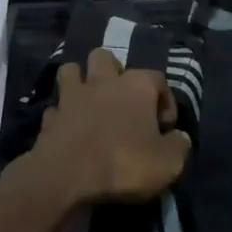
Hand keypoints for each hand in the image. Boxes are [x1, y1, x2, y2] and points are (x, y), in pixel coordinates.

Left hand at [27, 49, 191, 206]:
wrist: (67, 175)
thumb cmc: (123, 163)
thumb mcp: (168, 164)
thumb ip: (179, 146)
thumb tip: (180, 137)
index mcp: (136, 86)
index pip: (157, 78)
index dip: (165, 101)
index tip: (165, 128)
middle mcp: (103, 80)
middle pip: (105, 57)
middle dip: (113, 72)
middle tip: (121, 100)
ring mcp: (72, 95)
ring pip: (72, 70)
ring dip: (80, 81)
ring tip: (89, 102)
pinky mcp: (50, 116)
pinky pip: (57, 107)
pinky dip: (62, 115)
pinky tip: (68, 129)